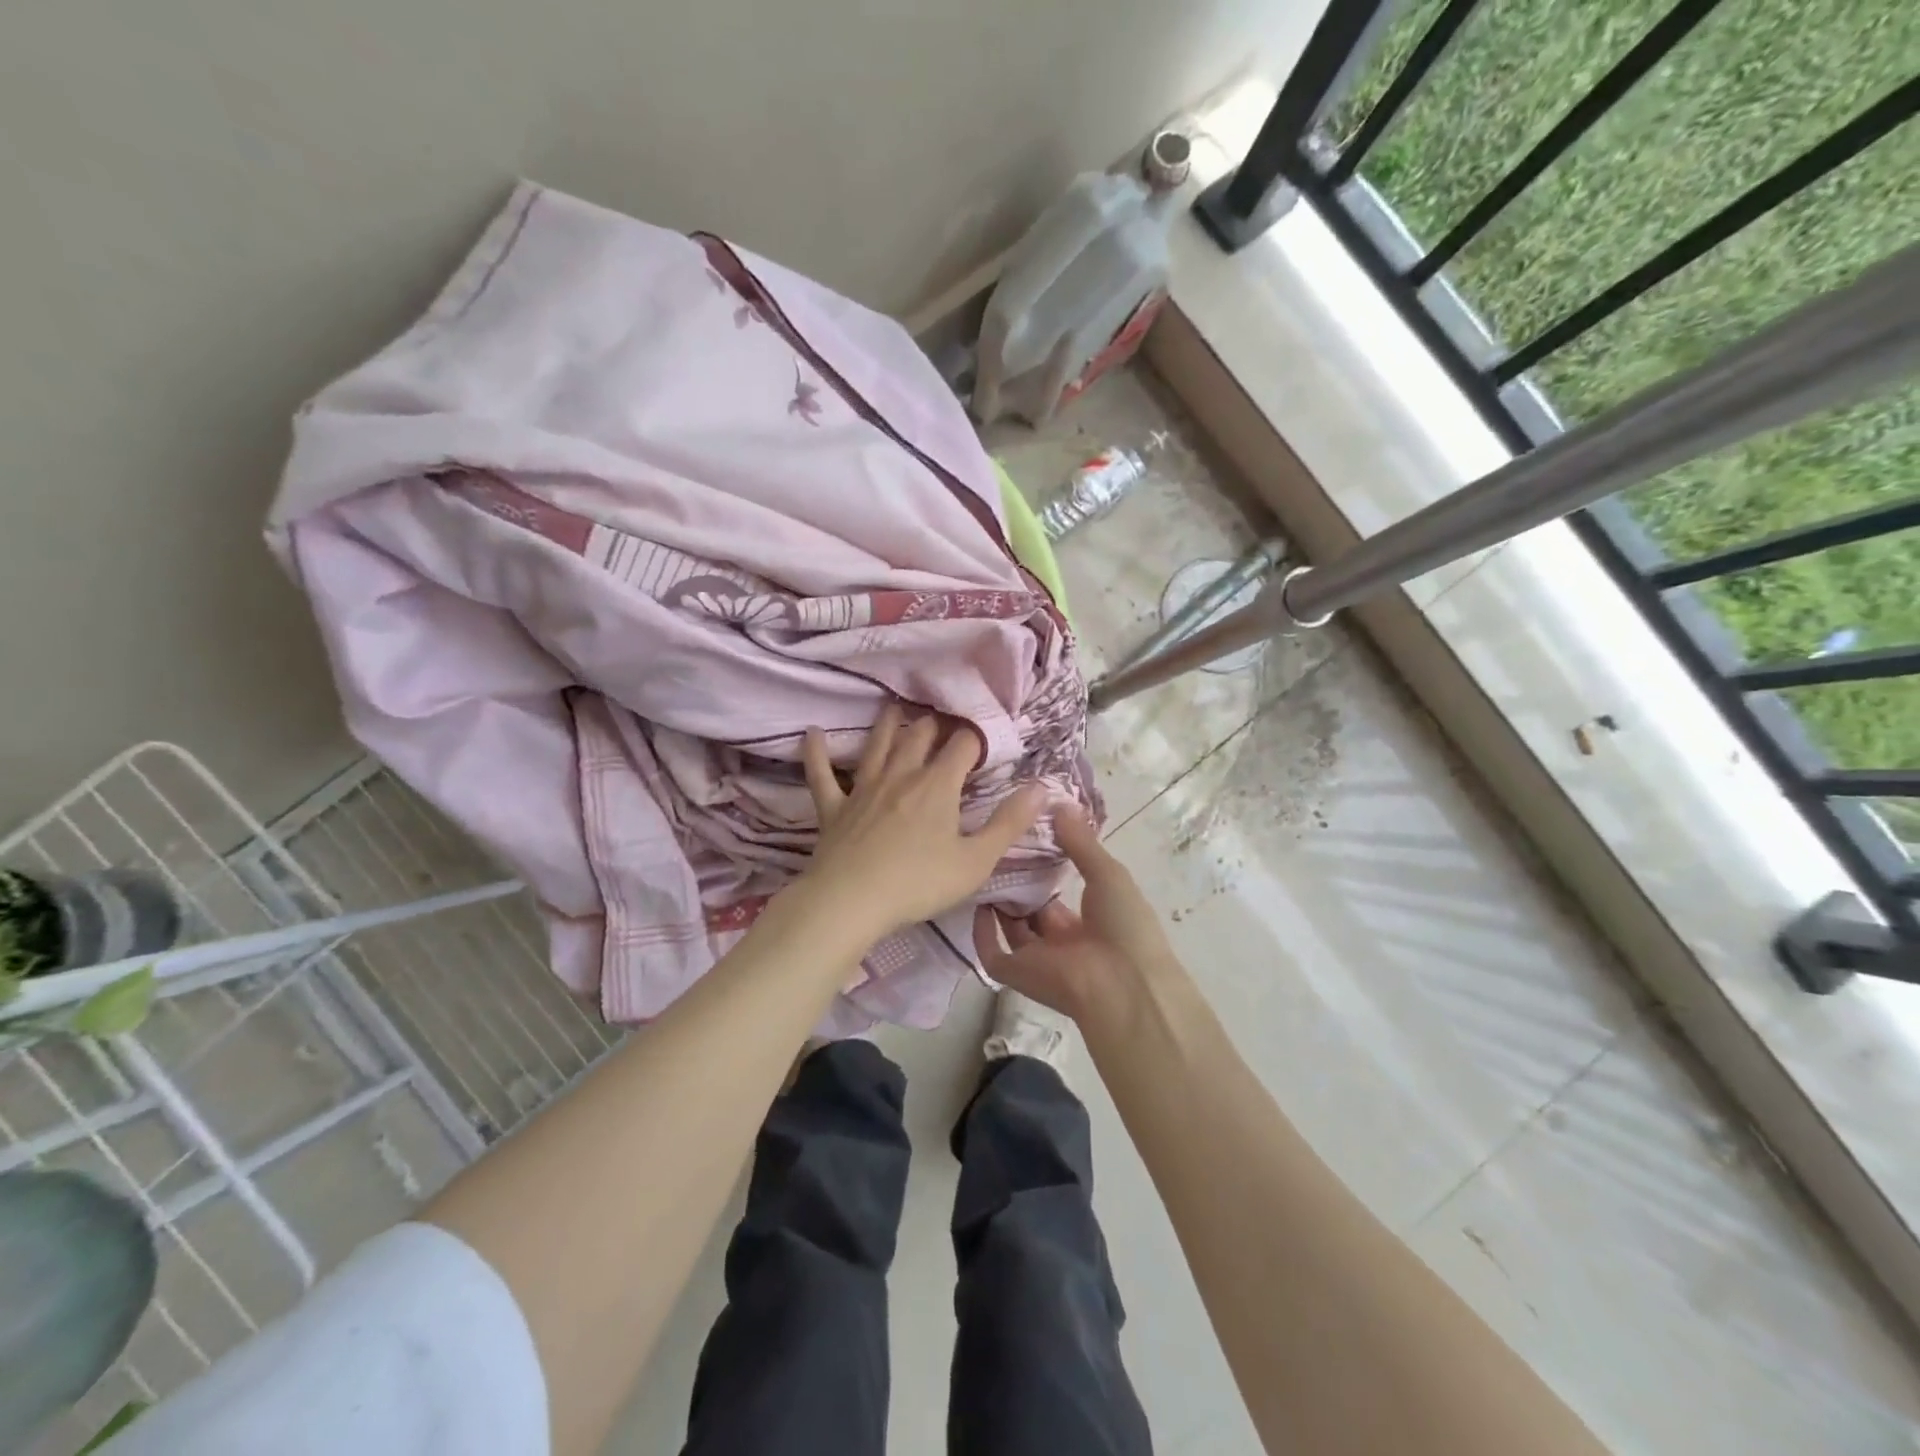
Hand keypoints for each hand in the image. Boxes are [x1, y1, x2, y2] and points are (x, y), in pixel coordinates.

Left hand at [801, 704, 1044, 941]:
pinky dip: (817, 753)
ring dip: (887, 724)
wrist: (851, 901)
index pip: (963, 745)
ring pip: (877, 745)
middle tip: (941, 717)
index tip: (984, 736)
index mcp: (938, 785)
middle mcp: (901, 775)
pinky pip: (821, 774)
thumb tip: (1043, 787)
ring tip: (893, 707)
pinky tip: (811, 734)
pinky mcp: (833, 807)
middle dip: (934, 724)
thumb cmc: (919, 883)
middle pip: (919, 736)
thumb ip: (1010, 823)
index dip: (976, 736)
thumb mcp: (976, 860)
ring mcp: (863, 788)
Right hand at [973, 808, 1178, 1020]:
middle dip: (1015, 883)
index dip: (1040, 869)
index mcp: (1087, 922)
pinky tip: (977, 902)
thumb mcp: (1108, 874)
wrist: (1123, 982)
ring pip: (1009, 928)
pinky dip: (981, 933)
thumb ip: (1081, 841)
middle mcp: (1060, 942)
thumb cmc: (1125, 925)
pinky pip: (991, 954)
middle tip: (996, 849)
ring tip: (982, 864)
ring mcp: (1037, 959)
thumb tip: (1058, 803)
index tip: (1023, 841)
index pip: (1056, 895)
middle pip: (1030, 910)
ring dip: (997, 902)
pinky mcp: (1016, 974)